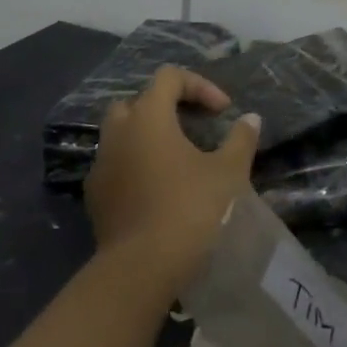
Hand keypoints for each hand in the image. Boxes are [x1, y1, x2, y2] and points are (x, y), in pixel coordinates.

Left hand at [83, 65, 260, 289]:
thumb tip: (250, 119)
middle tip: (193, 126)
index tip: (223, 112)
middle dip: (166, 107)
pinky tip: (158, 188)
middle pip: (138, 102)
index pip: (169, 78)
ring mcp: (101, 166)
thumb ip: (240, 139)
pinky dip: (136, 164)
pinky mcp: (95, 197)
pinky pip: (115, 165)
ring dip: (148, 136)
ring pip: (121, 134)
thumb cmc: (190, 208)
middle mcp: (117, 133)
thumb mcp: (228, 171)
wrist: (142, 268)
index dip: (199, 86)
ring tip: (178, 158)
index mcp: (148, 117)